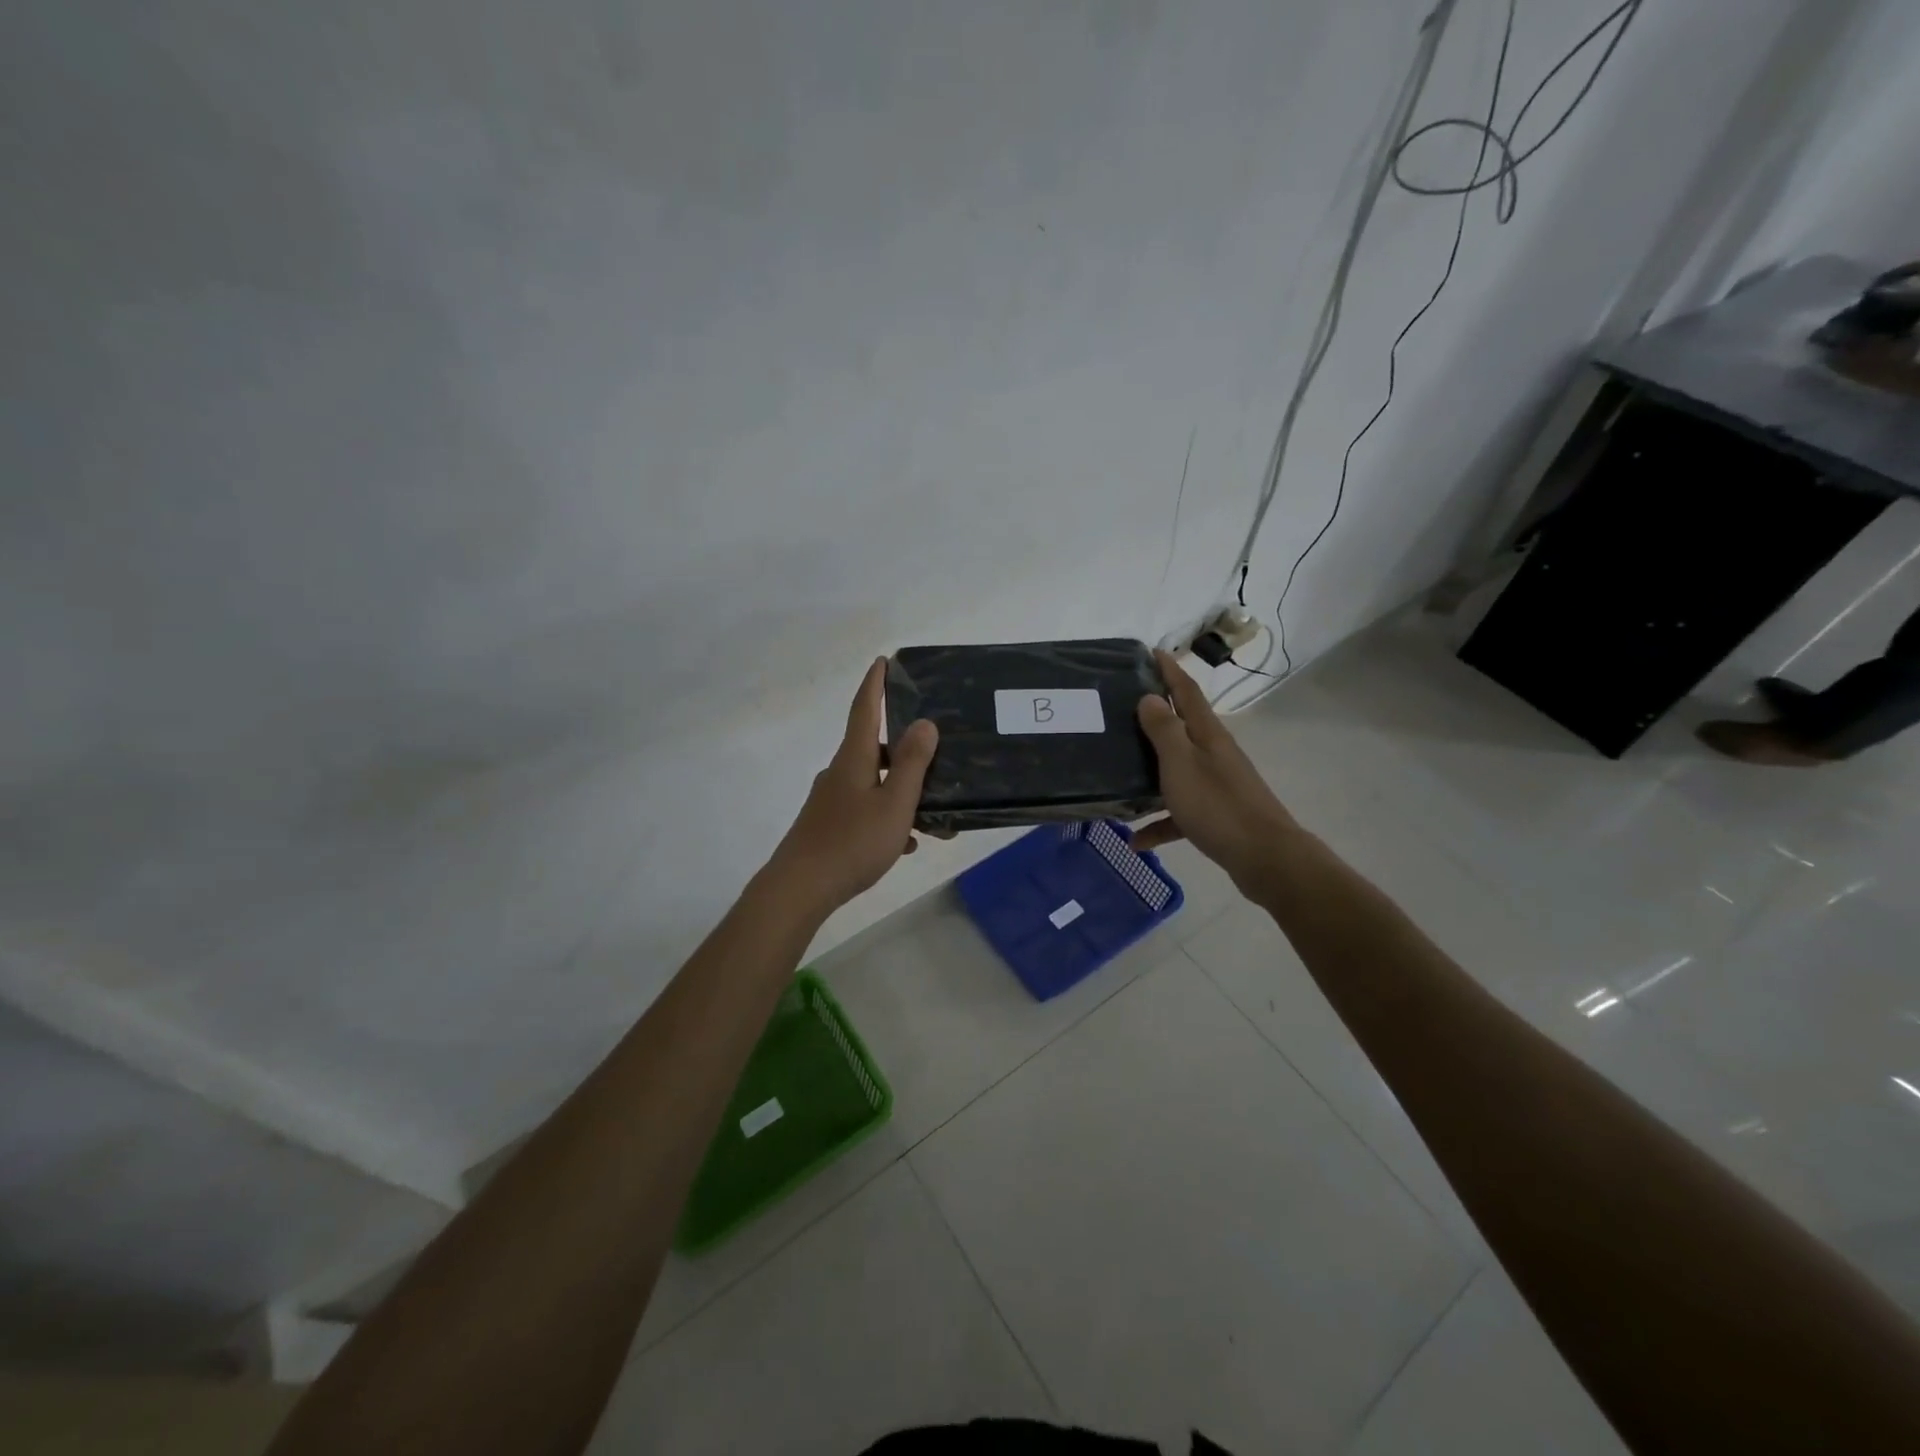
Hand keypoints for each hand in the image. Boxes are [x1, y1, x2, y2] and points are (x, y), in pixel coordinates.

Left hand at [764, 658, 938, 916]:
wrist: (800, 888)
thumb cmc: (852, 842)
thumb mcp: (894, 803)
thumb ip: (912, 764)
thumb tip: (924, 723)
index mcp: (854, 759)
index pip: (865, 709)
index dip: (875, 684)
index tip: (883, 660)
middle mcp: (839, 772)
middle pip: (874, 748)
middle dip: (904, 749)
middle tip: (935, 753)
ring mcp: (831, 800)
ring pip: (874, 783)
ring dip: (902, 792)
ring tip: (933, 816)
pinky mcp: (827, 825)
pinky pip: (865, 810)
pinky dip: (888, 817)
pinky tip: (907, 843)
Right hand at [1132, 649, 1296, 890]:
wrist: (1264, 857)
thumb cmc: (1217, 805)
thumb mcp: (1181, 764)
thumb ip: (1163, 730)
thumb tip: (1149, 697)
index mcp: (1207, 735)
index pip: (1186, 692)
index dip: (1170, 670)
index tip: (1152, 652)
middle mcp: (1214, 753)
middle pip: (1181, 727)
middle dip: (1154, 716)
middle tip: (1122, 707)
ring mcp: (1216, 784)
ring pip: (1176, 770)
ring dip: (1150, 772)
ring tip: (1118, 773)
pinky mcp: (1215, 815)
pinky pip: (1179, 812)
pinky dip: (1159, 823)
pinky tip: (1137, 839)